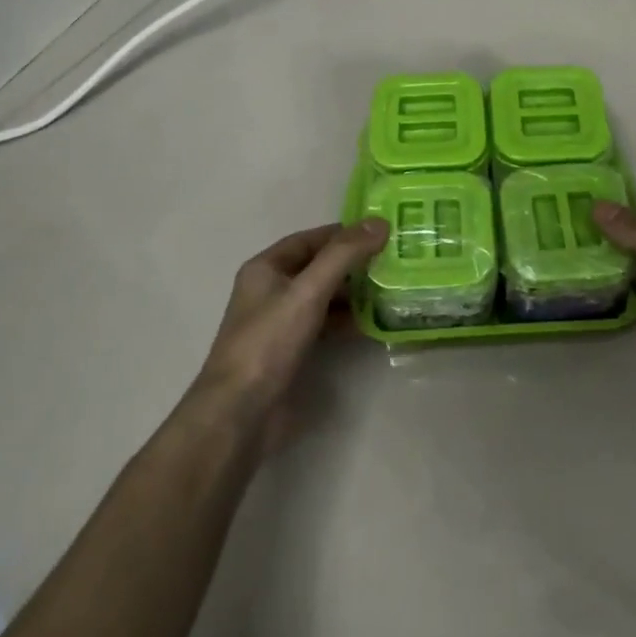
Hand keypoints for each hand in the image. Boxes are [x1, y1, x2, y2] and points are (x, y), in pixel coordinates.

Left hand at [191, 219, 388, 447]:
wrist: (240, 413)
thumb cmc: (269, 343)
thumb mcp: (308, 292)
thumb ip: (343, 255)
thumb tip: (379, 222)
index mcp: (266, 268)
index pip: (310, 239)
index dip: (344, 234)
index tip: (382, 232)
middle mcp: (272, 290)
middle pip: (319, 267)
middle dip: (354, 264)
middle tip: (395, 261)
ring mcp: (281, 322)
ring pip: (324, 297)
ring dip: (355, 294)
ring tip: (392, 290)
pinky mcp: (292, 350)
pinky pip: (325, 325)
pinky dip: (347, 321)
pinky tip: (374, 323)